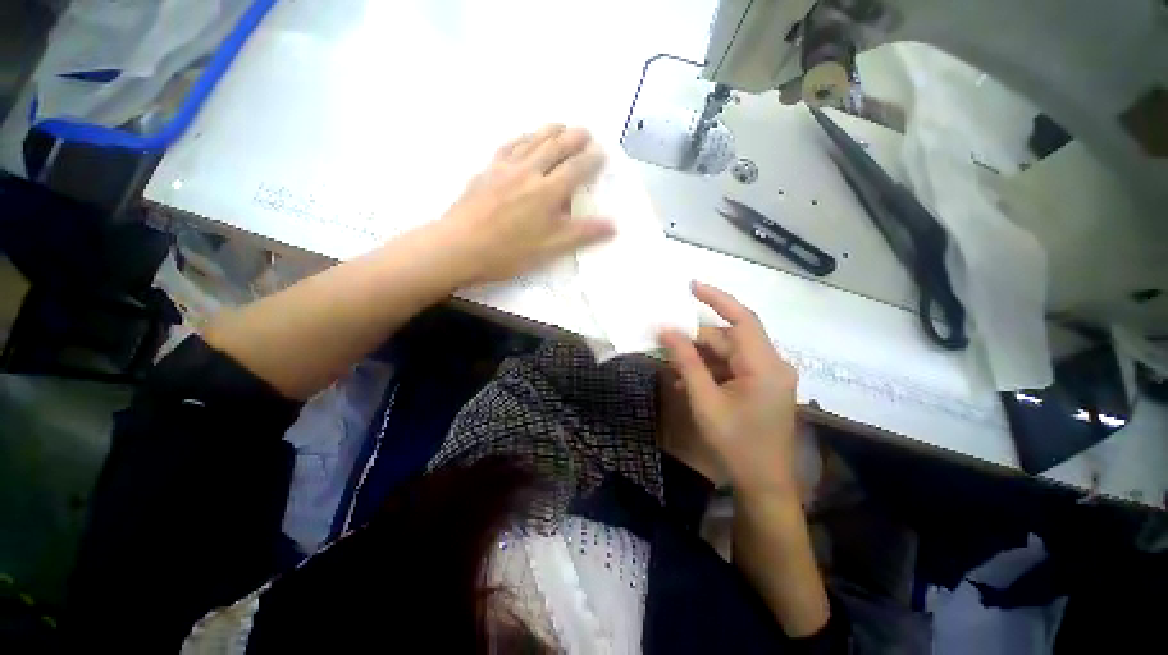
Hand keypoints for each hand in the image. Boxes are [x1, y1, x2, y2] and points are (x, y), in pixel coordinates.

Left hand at [441, 124, 613, 283]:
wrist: (459, 247)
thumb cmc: (508, 252)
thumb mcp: (550, 248)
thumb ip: (582, 233)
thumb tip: (613, 225)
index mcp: (547, 192)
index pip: (575, 169)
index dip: (590, 159)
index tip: (601, 152)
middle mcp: (528, 172)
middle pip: (555, 147)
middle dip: (573, 138)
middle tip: (586, 131)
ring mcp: (505, 168)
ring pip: (531, 141)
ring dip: (549, 131)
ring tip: (560, 125)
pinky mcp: (486, 170)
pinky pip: (508, 146)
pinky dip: (522, 138)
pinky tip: (524, 137)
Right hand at [659, 282, 799, 496]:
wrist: (763, 484)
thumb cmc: (735, 444)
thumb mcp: (704, 401)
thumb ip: (686, 362)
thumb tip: (666, 331)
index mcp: (764, 366)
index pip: (742, 319)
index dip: (717, 299)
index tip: (692, 286)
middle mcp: (771, 364)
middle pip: (729, 339)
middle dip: (696, 341)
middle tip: (665, 343)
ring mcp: (768, 376)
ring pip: (728, 354)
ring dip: (699, 359)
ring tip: (672, 370)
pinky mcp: (761, 386)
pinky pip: (732, 368)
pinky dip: (710, 371)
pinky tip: (687, 382)